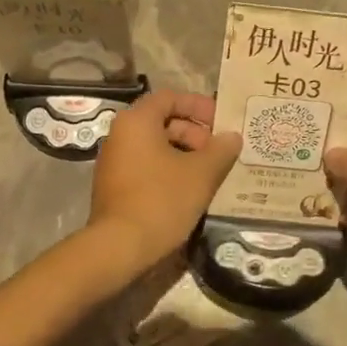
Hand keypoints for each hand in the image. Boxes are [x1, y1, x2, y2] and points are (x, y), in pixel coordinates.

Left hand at [89, 89, 241, 271]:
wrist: (119, 247)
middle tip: (218, 152)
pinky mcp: (114, 186)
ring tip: (210, 173)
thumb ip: (220, 150)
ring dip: (185, 154)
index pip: (170, 97)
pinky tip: (190, 190)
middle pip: (162, 121)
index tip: (222, 122)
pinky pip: (146, 166)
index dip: (199, 105)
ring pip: (155, 146)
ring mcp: (114, 162)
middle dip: (195, 133)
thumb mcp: (201, 173)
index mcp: (137, 121)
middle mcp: (120, 135)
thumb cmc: (161, 200)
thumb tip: (233, 137)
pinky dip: (169, 170)